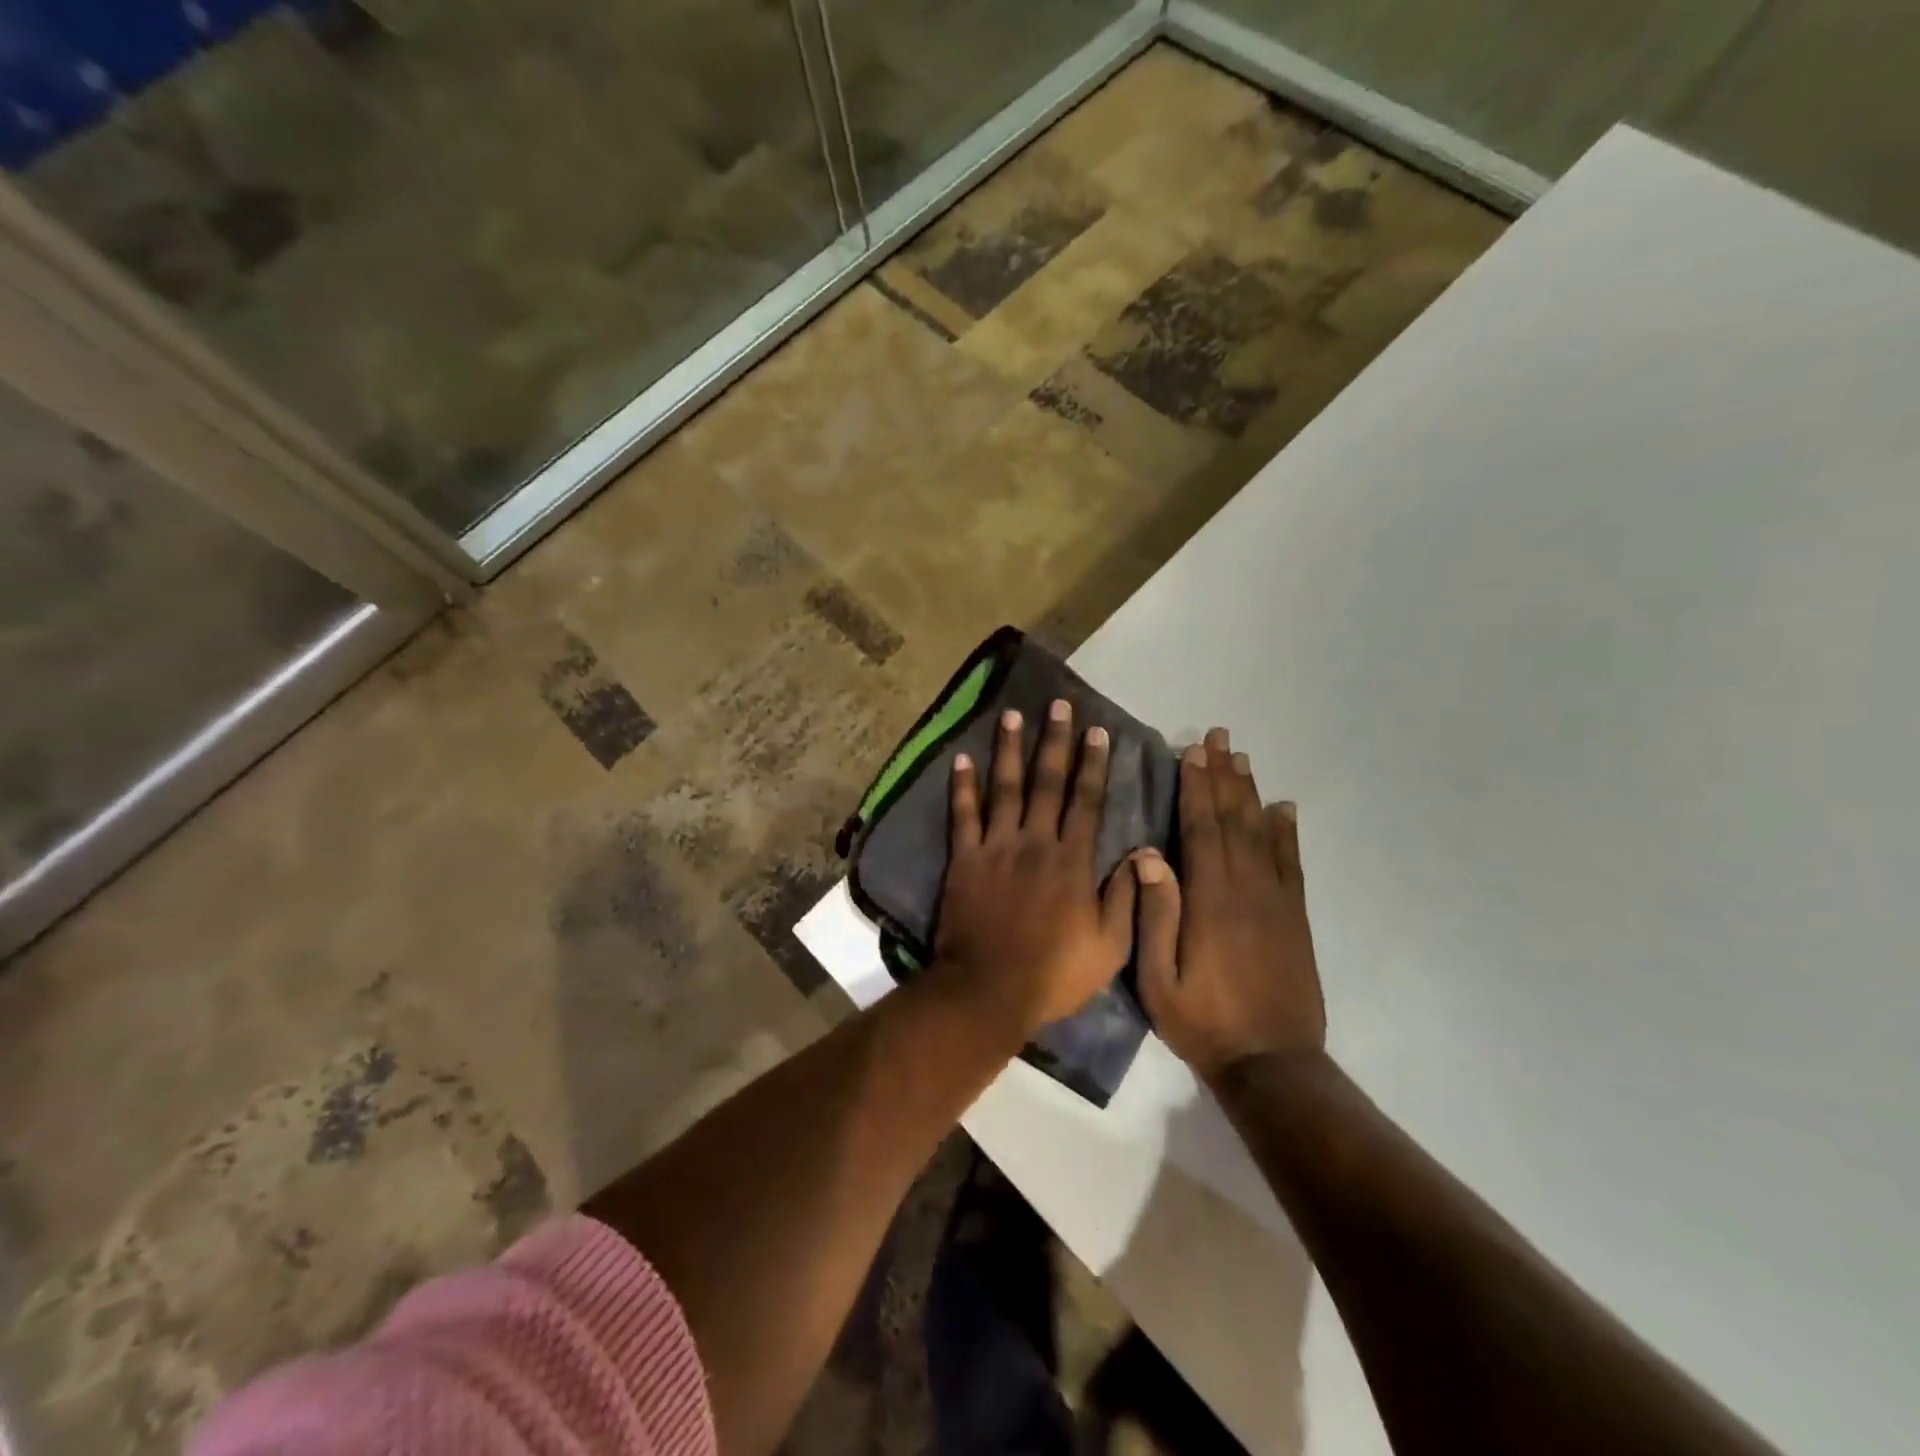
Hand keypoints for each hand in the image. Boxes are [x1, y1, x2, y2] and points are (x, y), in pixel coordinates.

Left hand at [935, 699, 1137, 1036]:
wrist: (988, 990)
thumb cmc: (1053, 974)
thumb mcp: (1109, 948)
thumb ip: (1125, 898)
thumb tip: (1141, 854)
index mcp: (1072, 861)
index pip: (1087, 801)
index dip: (1093, 764)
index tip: (1097, 731)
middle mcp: (1035, 842)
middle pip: (1047, 782)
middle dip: (1055, 741)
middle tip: (1057, 704)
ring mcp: (996, 847)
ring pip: (1005, 787)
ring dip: (1009, 749)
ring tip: (1012, 715)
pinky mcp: (965, 859)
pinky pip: (963, 815)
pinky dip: (962, 786)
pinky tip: (961, 758)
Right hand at [1135, 727, 1325, 1083]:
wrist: (1272, 1064)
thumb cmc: (1203, 1022)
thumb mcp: (1158, 978)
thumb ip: (1155, 914)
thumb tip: (1148, 855)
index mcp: (1209, 899)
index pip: (1201, 829)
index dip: (1195, 787)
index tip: (1191, 752)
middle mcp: (1245, 889)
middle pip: (1232, 819)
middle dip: (1222, 775)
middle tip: (1218, 737)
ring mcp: (1275, 902)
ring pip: (1262, 834)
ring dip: (1250, 793)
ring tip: (1241, 758)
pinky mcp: (1295, 918)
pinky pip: (1291, 864)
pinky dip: (1287, 833)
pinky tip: (1283, 809)